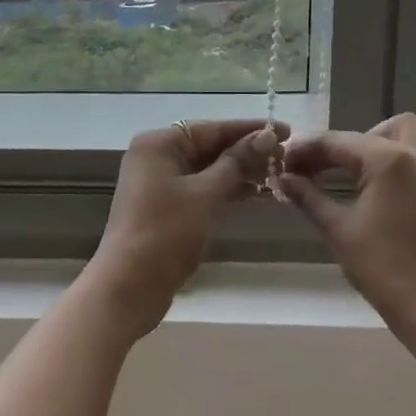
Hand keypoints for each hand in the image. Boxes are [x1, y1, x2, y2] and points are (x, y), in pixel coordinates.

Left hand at [84, 119, 284, 337]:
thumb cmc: (166, 233)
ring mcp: (157, 183)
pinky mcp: (164, 208)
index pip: (211, 128)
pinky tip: (254, 193)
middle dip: (245, 151)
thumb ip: (236, 163)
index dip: (249, 129)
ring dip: (238, 171)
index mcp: (158, 144)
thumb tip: (267, 136)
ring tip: (277, 174)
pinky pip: (200, 188)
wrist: (129, 286)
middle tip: (286, 156)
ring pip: (205, 169)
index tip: (285, 130)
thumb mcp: (206, 194)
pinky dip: (224, 189)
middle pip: (207, 146)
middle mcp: (155, 157)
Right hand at [278, 113, 415, 341]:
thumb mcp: (338, 230)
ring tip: (349, 177)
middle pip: (378, 129)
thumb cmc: (384, 268)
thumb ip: (309, 197)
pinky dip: (394, 164)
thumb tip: (284, 179)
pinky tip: (374, 192)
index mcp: (389, 160)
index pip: (337, 141)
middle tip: (321, 169)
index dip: (306, 150)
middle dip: (347, 143)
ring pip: (405, 138)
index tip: (283, 163)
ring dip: (374, 148)